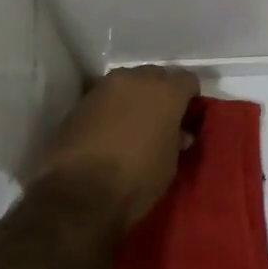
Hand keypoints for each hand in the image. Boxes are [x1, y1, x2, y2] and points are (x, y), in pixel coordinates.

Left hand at [28, 64, 199, 227]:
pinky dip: (110, 109)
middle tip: (160, 119)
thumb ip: (175, 141)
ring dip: (133, 98)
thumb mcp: (168, 165)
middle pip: (155, 76)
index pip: (188, 80)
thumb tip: (178, 134)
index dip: (190, 98)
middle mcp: (135, 79)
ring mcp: (104, 87)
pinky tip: (108, 131)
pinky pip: (104, 98)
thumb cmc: (136, 179)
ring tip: (132, 125)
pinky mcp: (80, 101)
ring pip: (127, 83)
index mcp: (166, 92)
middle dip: (160, 93)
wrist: (77, 192)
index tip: (187, 116)